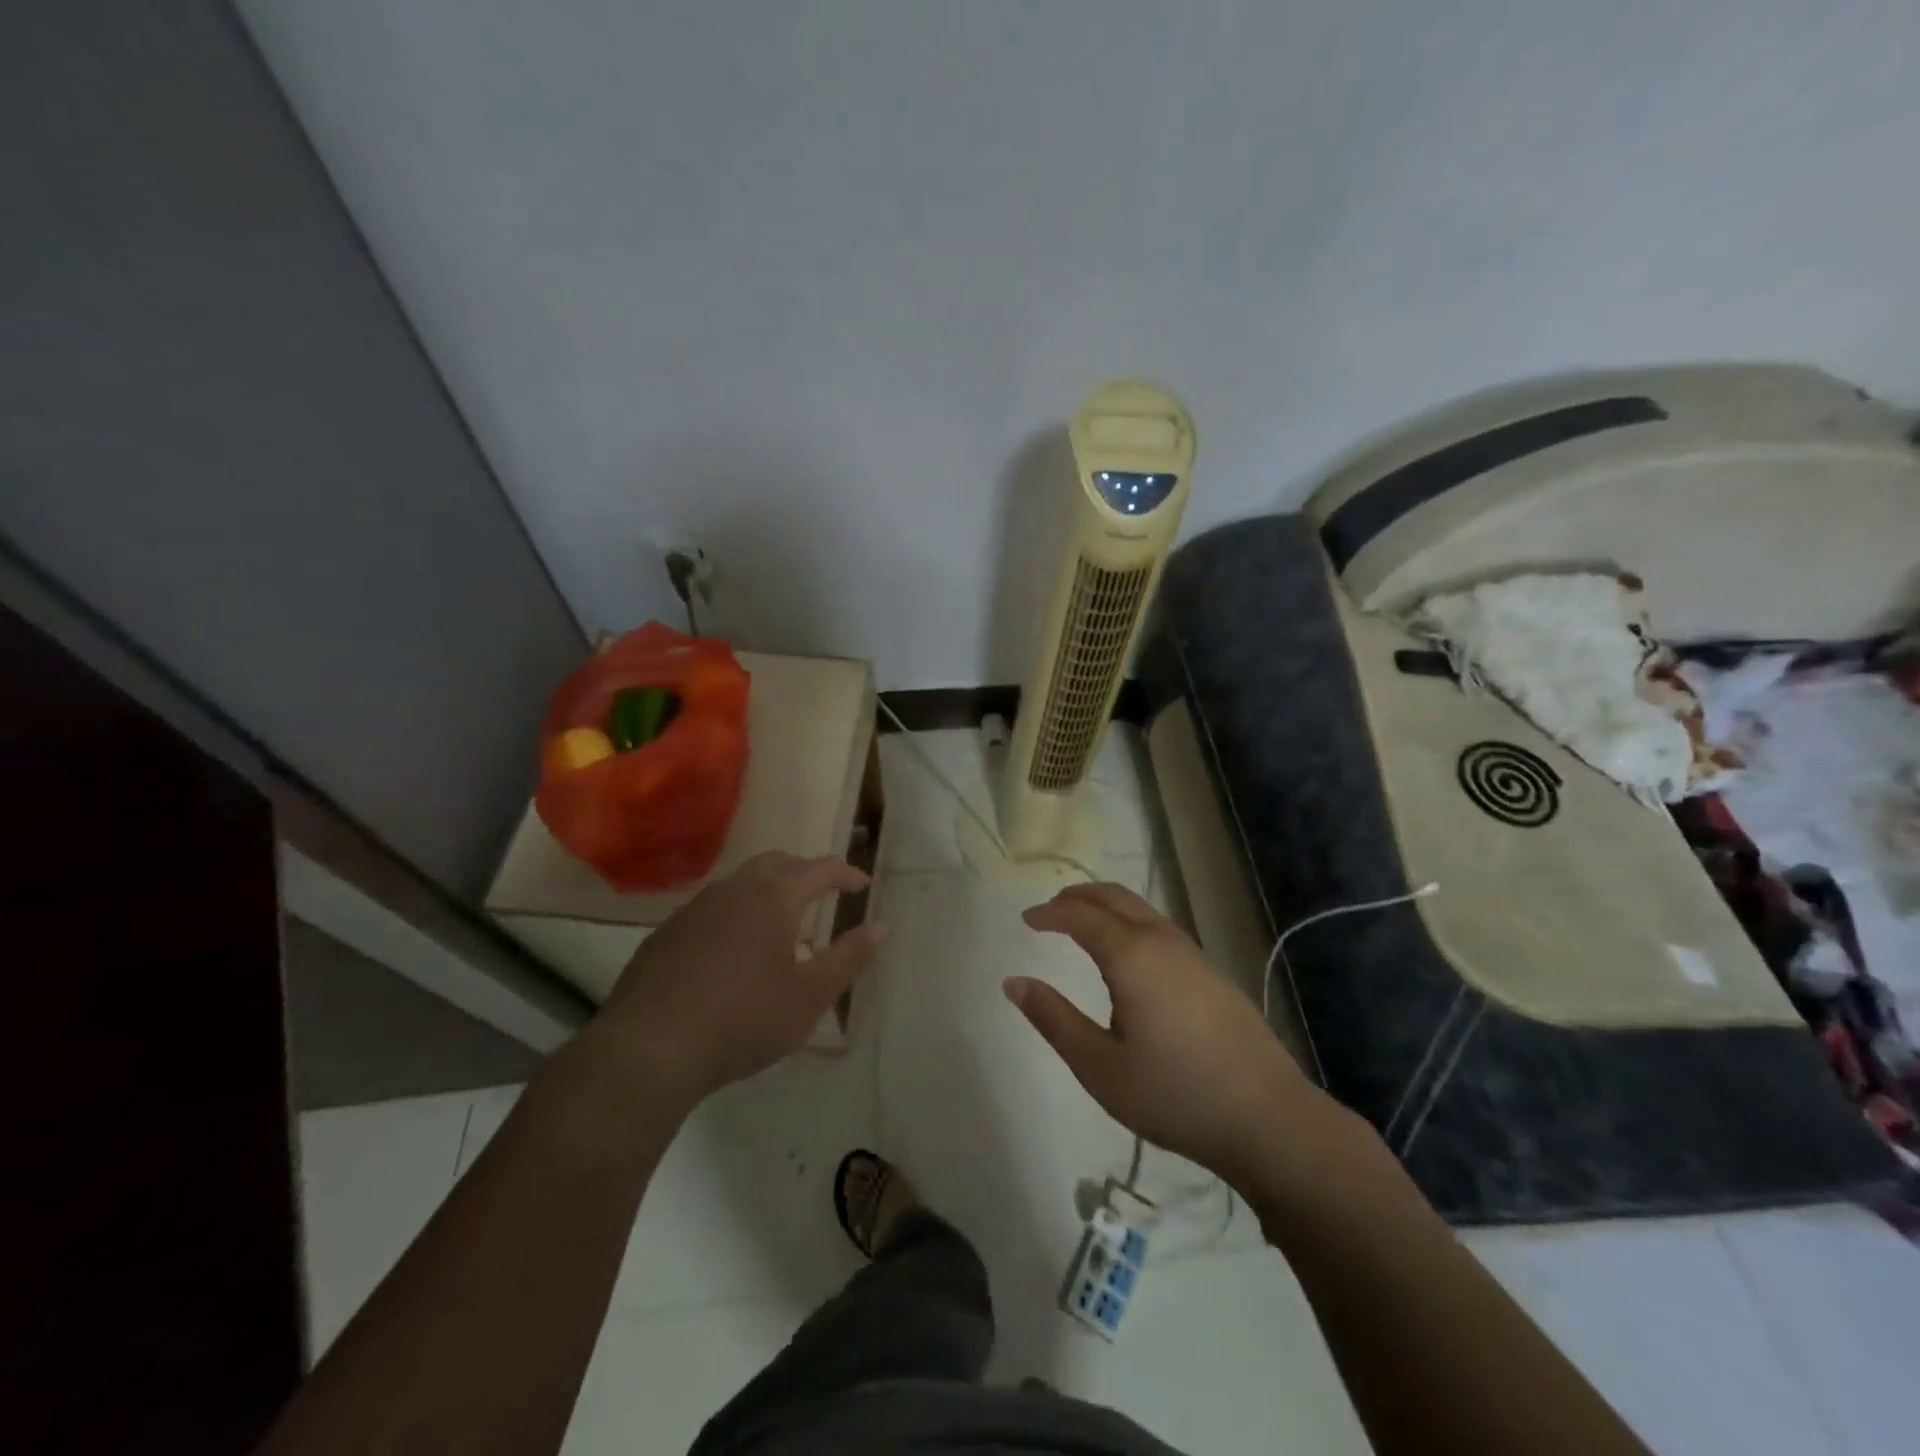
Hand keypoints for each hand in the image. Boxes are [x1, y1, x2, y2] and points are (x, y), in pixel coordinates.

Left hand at [598, 852, 882, 1102]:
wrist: (650, 1049)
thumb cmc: (744, 1019)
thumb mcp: (811, 996)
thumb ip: (850, 957)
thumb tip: (882, 926)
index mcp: (775, 897)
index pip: (820, 868)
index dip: (846, 874)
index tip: (863, 885)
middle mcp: (734, 889)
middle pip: (778, 863)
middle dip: (805, 871)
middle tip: (823, 892)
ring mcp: (695, 908)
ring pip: (741, 882)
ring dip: (768, 890)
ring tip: (781, 922)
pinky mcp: (667, 933)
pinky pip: (712, 908)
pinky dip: (736, 912)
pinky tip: (733, 949)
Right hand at [1008, 882, 1336, 1182]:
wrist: (1268, 1118)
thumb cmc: (1174, 1093)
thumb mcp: (1099, 1065)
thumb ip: (1053, 1019)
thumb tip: (1014, 983)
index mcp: (1131, 955)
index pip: (1081, 916)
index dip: (1050, 913)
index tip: (1026, 919)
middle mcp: (1162, 941)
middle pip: (1115, 897)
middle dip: (1078, 897)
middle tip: (1051, 910)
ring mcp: (1192, 954)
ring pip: (1141, 910)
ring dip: (1107, 907)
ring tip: (1083, 926)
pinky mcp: (1212, 973)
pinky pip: (1160, 928)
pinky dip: (1130, 923)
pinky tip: (1128, 956)